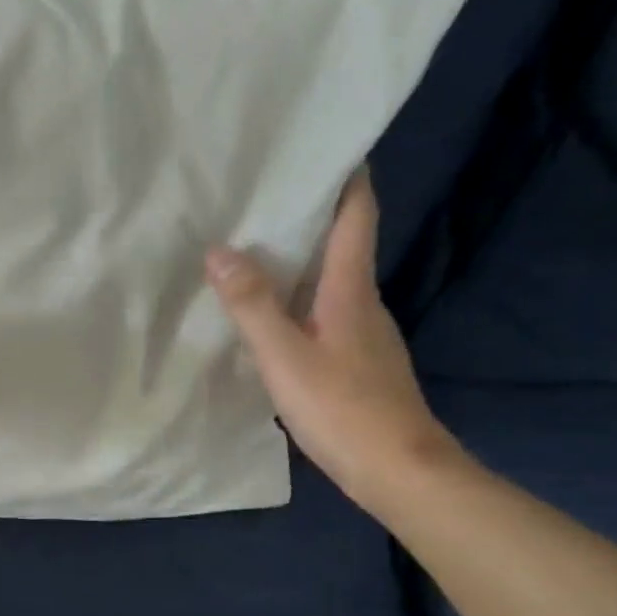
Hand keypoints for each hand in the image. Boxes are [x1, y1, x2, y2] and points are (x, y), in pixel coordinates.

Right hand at [205, 166, 459, 515]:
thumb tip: (219, 250)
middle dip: (307, 218)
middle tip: (259, 201)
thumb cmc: (342, 408)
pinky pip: (325, 316)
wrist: (398, 470)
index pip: (356, 215)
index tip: (323, 145)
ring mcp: (365, 335)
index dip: (346, 176)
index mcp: (351, 289)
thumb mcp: (285, 356)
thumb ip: (252, 304)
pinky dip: (299, 304)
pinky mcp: (358, 364)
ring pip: (330, 284)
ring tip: (251, 255)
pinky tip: (271, 320)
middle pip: (341, 245)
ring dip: (298, 265)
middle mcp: (364, 302)